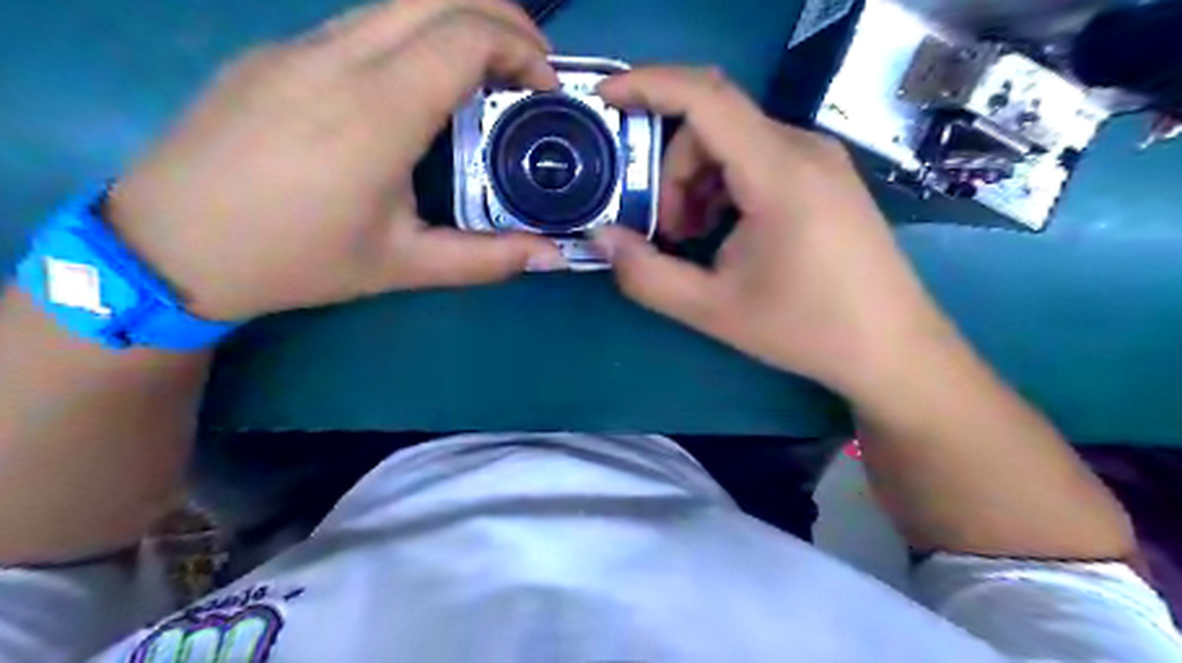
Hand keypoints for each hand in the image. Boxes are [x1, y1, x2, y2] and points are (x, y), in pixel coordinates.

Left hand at [105, 0, 564, 319]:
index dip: (521, 49)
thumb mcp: (402, 265)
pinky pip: (360, 23)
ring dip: (456, 24)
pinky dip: (413, 37)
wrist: (170, 246)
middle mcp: (337, 59)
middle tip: (530, 69)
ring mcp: (298, 45)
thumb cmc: (296, 259)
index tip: (546, 87)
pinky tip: (418, 90)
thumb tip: (552, 256)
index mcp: (376, 112)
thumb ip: (486, 259)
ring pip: (397, 2)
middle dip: (501, 18)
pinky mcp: (275, 51)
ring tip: (484, 77)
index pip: (464, 35)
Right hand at [597, 67, 954, 398]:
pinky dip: (724, 186)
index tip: (605, 100)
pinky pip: (758, 159)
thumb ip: (647, 275)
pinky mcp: (825, 177)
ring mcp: (820, 160)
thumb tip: (602, 239)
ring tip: (695, 239)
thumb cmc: (806, 329)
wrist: (892, 348)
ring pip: (733, 143)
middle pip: (712, 126)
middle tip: (666, 233)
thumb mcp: (712, 310)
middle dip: (672, 173)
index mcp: (779, 172)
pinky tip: (725, 233)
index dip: (648, 86)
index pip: (705, 97)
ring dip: (697, 183)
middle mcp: (804, 148)